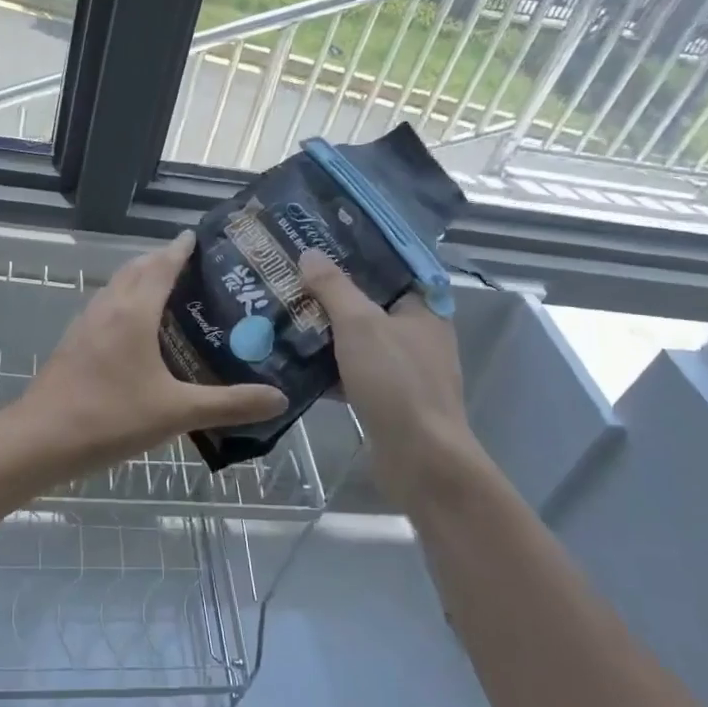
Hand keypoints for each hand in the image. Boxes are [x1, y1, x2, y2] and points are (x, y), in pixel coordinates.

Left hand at [16, 232, 287, 473]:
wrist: (40, 440)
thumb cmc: (110, 417)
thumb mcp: (176, 413)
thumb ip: (229, 405)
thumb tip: (278, 398)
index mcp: (134, 312)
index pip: (161, 265)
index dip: (180, 248)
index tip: (199, 236)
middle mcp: (108, 308)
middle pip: (136, 270)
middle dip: (162, 260)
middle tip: (195, 266)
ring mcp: (85, 325)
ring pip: (116, 288)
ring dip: (140, 280)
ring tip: (170, 292)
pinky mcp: (73, 344)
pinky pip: (105, 308)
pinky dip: (125, 303)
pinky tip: (136, 332)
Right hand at [299, 250, 496, 513]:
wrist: (421, 460)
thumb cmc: (396, 382)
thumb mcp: (360, 325)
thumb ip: (334, 288)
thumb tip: (311, 254)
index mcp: (423, 309)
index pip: (390, 269)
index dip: (356, 256)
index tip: (319, 246)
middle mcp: (418, 335)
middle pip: (370, 304)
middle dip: (331, 295)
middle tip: (291, 279)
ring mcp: (404, 370)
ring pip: (359, 340)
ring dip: (325, 332)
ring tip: (284, 315)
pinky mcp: (388, 399)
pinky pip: (354, 371)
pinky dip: (328, 367)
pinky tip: (293, 361)